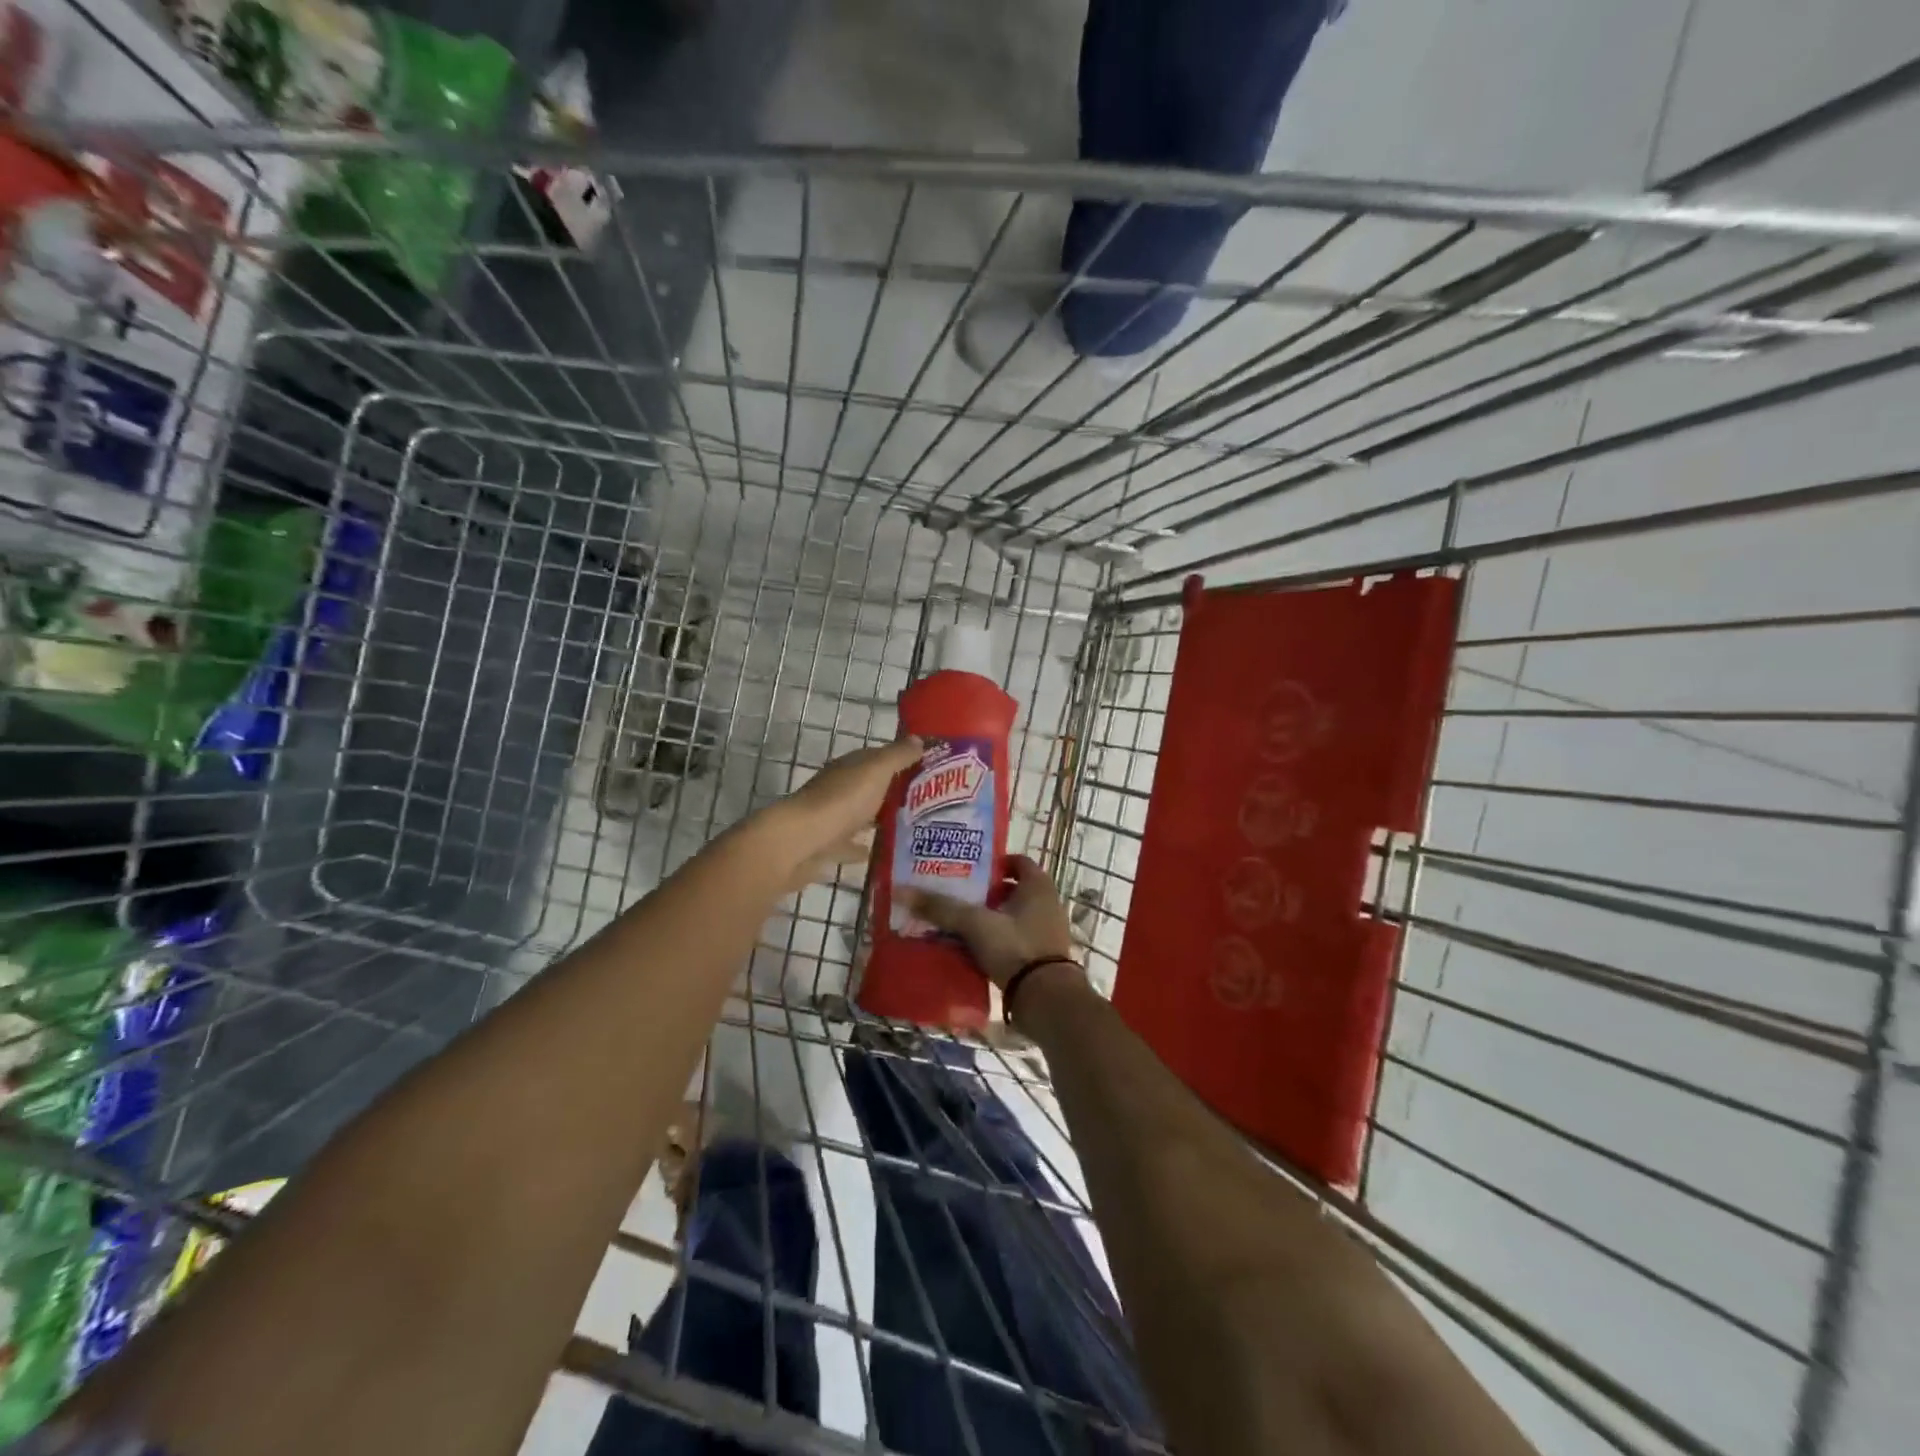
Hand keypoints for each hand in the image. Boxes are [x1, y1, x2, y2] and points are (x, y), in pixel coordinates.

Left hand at [760, 736, 922, 880]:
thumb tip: (919, 738)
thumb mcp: (876, 770)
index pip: (878, 758)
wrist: (800, 843)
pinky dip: (864, 848)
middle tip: (929, 803)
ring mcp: (830, 818)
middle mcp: (838, 788)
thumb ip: (898, 755)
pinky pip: (850, 845)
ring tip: (913, 829)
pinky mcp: (825, 847)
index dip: (901, 761)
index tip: (929, 770)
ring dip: (879, 820)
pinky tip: (883, 854)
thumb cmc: (842, 800)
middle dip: (894, 792)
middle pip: (870, 787)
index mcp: (849, 767)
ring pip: (860, 816)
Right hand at [898, 855, 1079, 989]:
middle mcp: (1046, 903)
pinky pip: (1013, 939)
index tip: (965, 868)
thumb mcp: (975, 924)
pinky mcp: (1040, 956)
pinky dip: (995, 940)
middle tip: (954, 894)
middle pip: (1011, 889)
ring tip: (956, 922)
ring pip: (1011, 916)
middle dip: (984, 892)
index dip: (991, 862)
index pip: (1015, 861)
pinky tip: (970, 949)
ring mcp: (1045, 931)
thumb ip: (942, 908)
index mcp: (1037, 885)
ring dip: (988, 918)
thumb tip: (901, 890)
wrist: (1047, 999)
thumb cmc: (1015, 947)